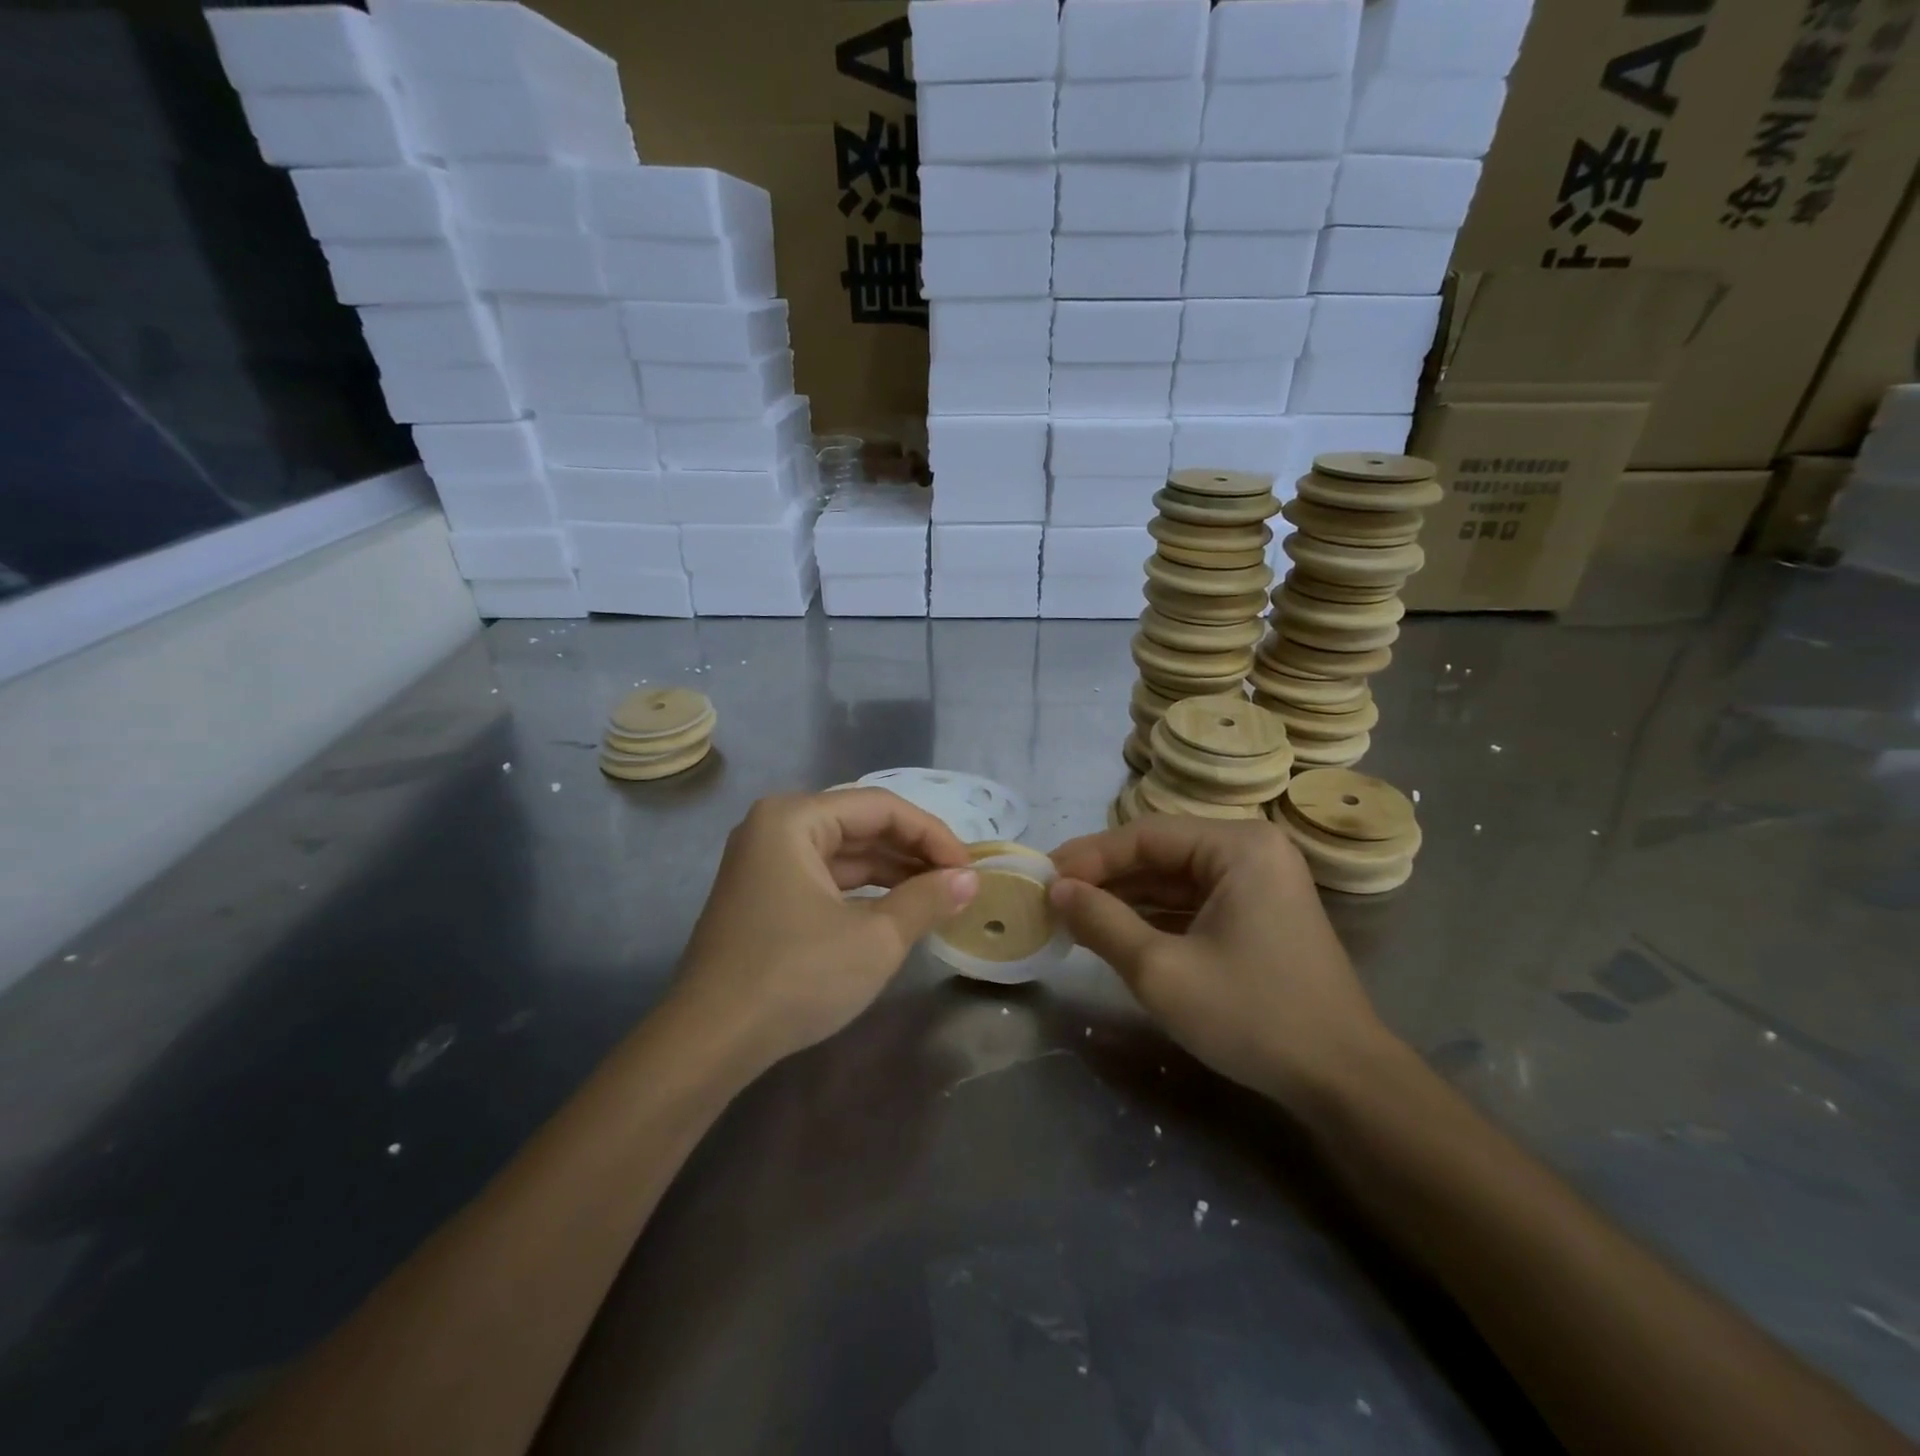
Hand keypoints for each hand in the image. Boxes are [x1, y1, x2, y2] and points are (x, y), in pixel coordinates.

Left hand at [671, 791, 978, 1070]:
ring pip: (843, 854)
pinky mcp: (763, 896)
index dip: (932, 835)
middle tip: (959, 883)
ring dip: (891, 873)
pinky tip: (896, 910)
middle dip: (913, 853)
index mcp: (794, 818)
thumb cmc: (796, 976)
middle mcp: (775, 827)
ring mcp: (765, 862)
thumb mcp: (875, 938)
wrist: (710, 1043)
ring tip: (938, 896)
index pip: (881, 808)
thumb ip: (926, 899)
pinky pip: (824, 878)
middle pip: (860, 825)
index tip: (970, 869)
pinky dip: (862, 892)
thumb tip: (969, 880)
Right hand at [1049, 816, 1395, 1109]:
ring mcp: (1259, 882)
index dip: (1089, 856)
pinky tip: (1114, 929)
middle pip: (1160, 852)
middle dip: (1105, 877)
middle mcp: (1252, 851)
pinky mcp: (1258, 914)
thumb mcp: (1161, 970)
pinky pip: (1194, 901)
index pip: (1145, 835)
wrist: (1343, 1081)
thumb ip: (1102, 922)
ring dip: (1125, 896)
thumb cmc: (1252, 1015)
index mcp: (1238, 846)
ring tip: (1072, 914)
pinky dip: (1153, 915)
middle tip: (1052, 897)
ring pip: (1174, 878)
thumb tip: (1056, 890)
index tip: (1043, 877)